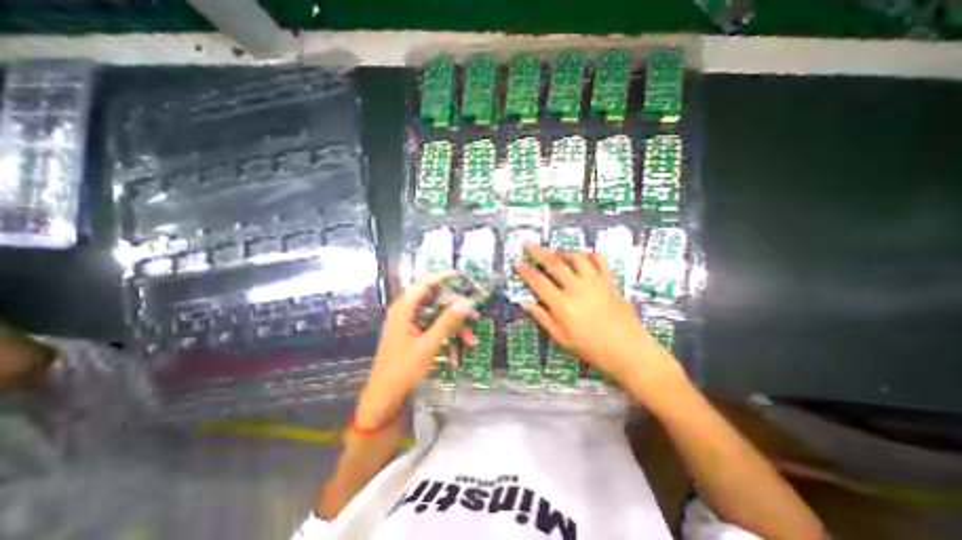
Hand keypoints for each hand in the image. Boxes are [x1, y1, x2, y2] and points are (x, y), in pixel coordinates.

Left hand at [354, 274, 474, 429]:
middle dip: (456, 310)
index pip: (426, 283)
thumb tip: (467, 303)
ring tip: (470, 342)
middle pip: (435, 300)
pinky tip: (455, 355)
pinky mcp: (413, 333)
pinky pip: (433, 328)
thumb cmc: (403, 370)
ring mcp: (410, 323)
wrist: (385, 397)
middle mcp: (406, 311)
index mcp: (404, 308)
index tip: (464, 276)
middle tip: (475, 316)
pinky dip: (446, 337)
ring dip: (454, 327)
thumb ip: (447, 322)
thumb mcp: (428, 345)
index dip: (445, 277)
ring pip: (437, 316)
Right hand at [514, 245, 687, 401]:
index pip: (538, 282)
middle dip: (538, 252)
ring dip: (563, 251)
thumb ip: (542, 317)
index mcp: (562, 305)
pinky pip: (599, 260)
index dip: (525, 271)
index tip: (517, 262)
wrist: (628, 351)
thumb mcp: (561, 338)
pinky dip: (589, 254)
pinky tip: (583, 256)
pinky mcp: (610, 281)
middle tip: (528, 244)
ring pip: (576, 257)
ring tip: (555, 250)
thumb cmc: (591, 348)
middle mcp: (577, 288)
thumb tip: (525, 302)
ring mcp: (595, 282)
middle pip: (554, 264)